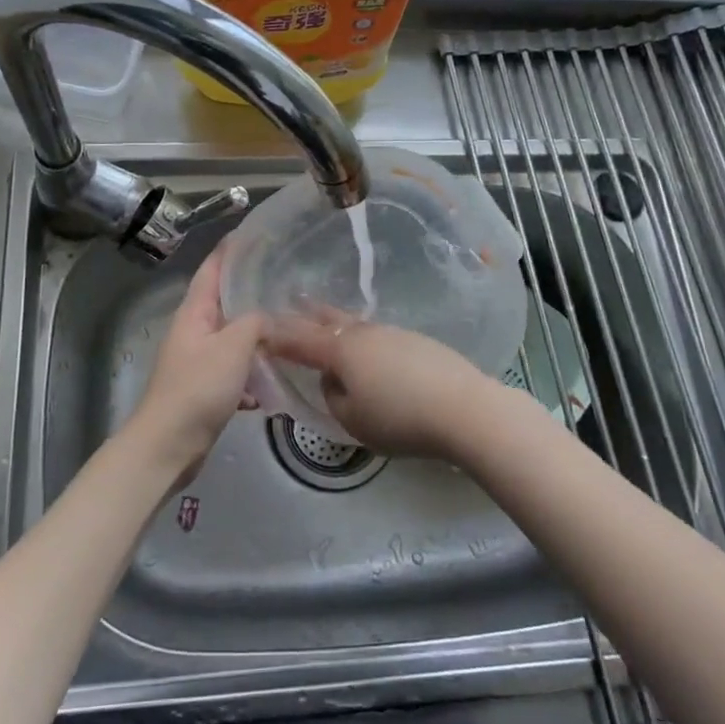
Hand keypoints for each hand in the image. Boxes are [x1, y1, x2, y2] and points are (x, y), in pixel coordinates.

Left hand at [127, 243, 265, 478]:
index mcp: (195, 312)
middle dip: (253, 293)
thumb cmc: (198, 388)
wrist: (169, 445)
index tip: (256, 233)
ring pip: (234, 339)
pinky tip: (272, 387)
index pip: (213, 269)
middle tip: (287, 282)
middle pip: (225, 303)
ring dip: (258, 338)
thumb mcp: (234, 347)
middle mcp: (194, 330)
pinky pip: (235, 372)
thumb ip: (256, 323)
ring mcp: (198, 361)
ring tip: (290, 331)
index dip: (231, 249)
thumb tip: (271, 319)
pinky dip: (252, 376)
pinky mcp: (205, 389)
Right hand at [263, 306, 506, 459]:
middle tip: (292, 303)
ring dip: (336, 323)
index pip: (299, 340)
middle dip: (306, 314)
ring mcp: (393, 333)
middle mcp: (363, 333)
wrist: (464, 408)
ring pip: (355, 325)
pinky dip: (363, 338)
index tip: (260, 329)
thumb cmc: (399, 418)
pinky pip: (378, 336)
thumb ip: (333, 396)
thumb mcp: (353, 420)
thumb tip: (334, 380)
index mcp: (340, 350)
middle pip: (328, 319)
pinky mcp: (417, 341)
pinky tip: (369, 349)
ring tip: (326, 322)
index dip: (277, 336)